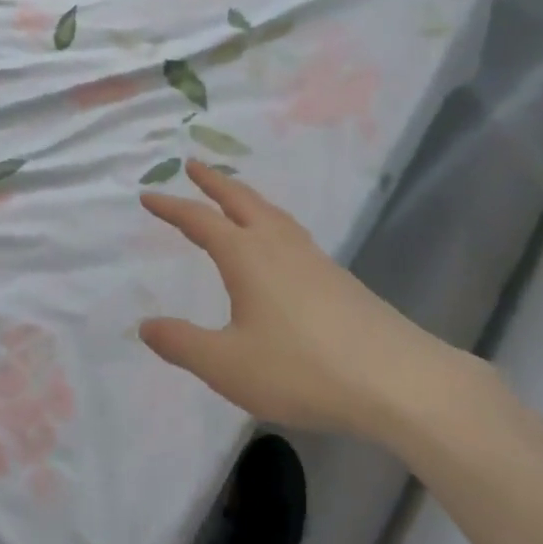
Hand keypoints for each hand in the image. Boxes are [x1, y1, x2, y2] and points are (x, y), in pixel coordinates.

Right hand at [139, 162, 467, 445]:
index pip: (199, 220)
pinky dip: (270, 219)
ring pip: (270, 212)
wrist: (397, 379)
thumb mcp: (228, 365)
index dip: (171, 207)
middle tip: (191, 164)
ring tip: (232, 195)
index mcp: (246, 255)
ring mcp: (312, 257)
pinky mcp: (337, 276)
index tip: (148, 195)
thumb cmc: (302, 368)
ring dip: (244, 196)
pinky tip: (278, 242)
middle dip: (212, 181)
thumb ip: (183, 344)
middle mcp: (277, 244)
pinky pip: (291, 231)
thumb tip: (145, 325)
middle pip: (239, 199)